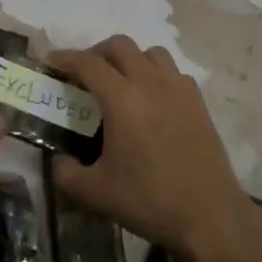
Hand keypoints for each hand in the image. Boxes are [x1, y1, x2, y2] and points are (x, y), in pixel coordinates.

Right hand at [47, 35, 256, 261]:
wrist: (209, 215)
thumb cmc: (149, 200)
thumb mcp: (95, 193)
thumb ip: (67, 174)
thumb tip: (60, 161)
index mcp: (122, 99)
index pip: (88, 63)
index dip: (65, 58)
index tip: (51, 62)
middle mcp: (150, 83)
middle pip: (120, 45)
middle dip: (96, 53)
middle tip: (84, 74)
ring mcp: (178, 89)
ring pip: (151, 53)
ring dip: (130, 59)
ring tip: (120, 82)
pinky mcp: (198, 102)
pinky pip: (173, 72)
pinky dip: (157, 75)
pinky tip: (152, 100)